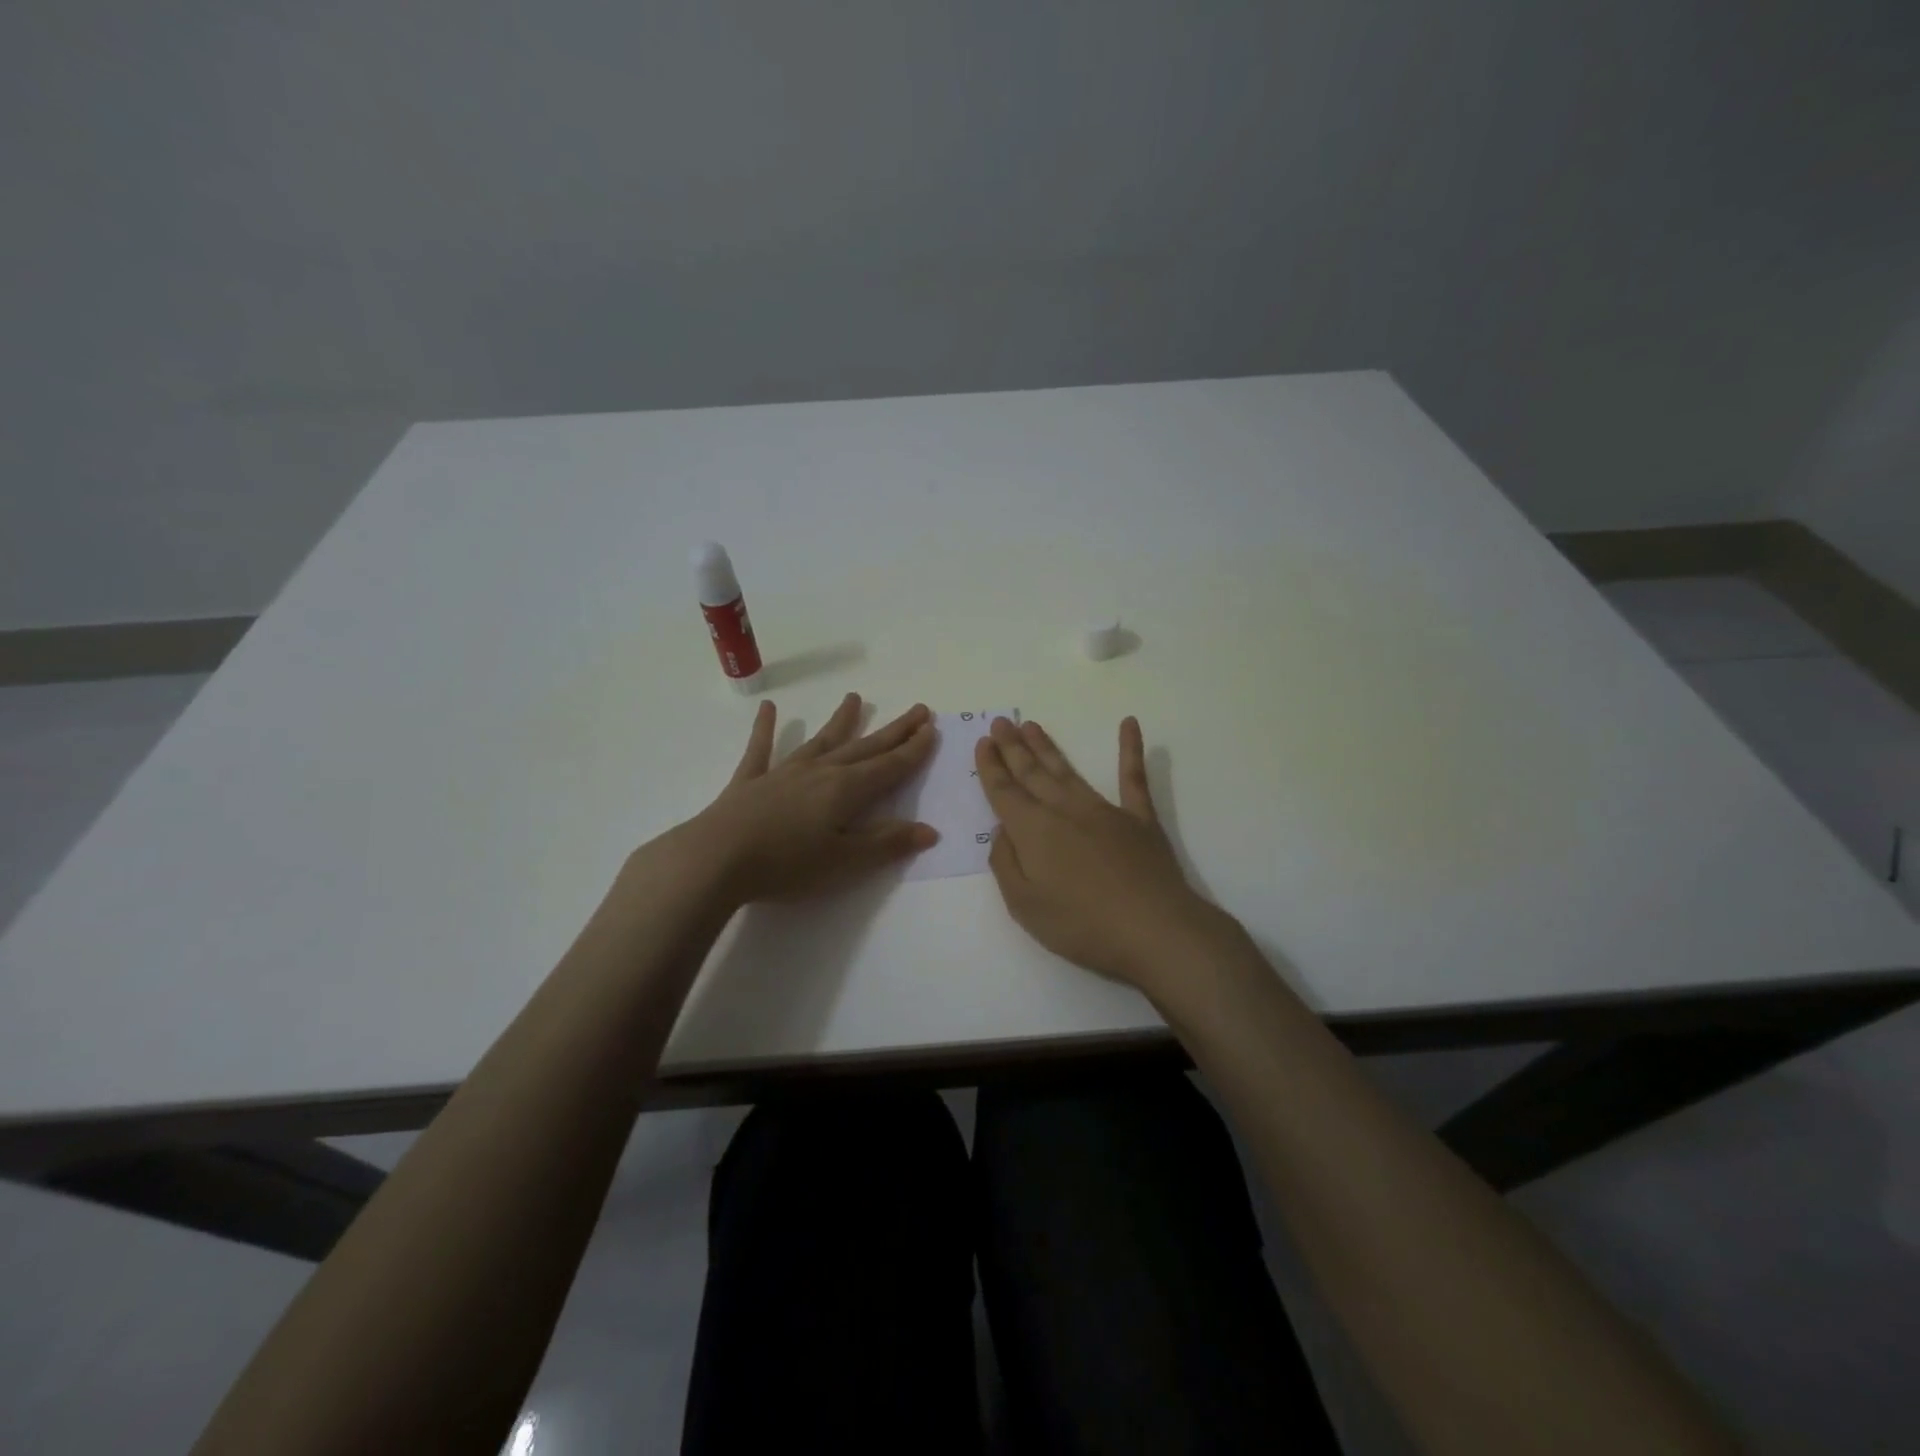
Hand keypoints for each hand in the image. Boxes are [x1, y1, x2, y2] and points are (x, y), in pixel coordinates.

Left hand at [671, 693, 938, 904]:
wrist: (716, 858)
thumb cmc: (787, 864)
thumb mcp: (844, 861)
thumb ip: (886, 843)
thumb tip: (930, 830)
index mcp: (846, 790)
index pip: (889, 767)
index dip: (913, 750)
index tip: (931, 728)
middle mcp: (820, 772)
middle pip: (864, 747)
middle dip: (892, 730)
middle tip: (916, 710)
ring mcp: (783, 772)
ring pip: (820, 741)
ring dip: (840, 721)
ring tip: (854, 698)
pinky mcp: (750, 781)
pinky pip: (761, 749)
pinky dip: (766, 729)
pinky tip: (768, 709)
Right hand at [976, 715, 1230, 993]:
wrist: (1153, 929)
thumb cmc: (1082, 924)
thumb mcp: (1024, 905)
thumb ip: (1006, 863)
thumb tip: (1003, 830)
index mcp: (1033, 831)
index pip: (1004, 792)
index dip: (991, 767)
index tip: (984, 742)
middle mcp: (1064, 810)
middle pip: (1032, 773)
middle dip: (1013, 748)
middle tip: (1001, 721)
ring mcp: (1103, 810)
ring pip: (1068, 770)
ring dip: (1047, 747)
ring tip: (1031, 725)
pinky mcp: (1139, 818)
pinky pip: (1133, 777)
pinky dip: (1131, 749)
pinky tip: (1129, 724)